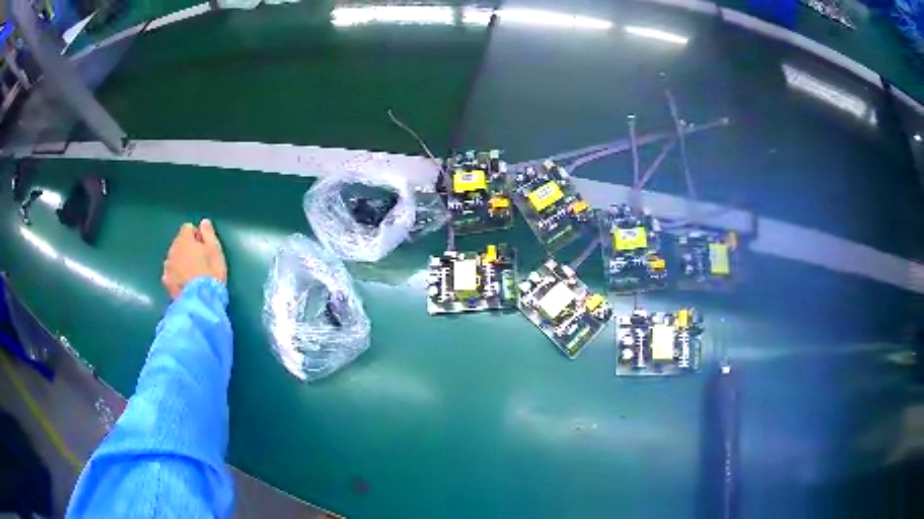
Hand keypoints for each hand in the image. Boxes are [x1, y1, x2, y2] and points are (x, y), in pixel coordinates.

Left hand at [162, 219, 226, 299]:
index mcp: (185, 239)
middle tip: (199, 262)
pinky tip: (185, 284)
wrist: (199, 301)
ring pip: (174, 259)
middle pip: (179, 243)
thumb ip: (208, 234)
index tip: (205, 247)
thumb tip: (204, 222)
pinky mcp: (166, 283)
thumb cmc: (210, 273)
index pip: (188, 228)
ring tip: (192, 275)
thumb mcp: (215, 251)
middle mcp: (172, 249)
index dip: (197, 236)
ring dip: (180, 262)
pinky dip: (176, 276)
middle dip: (187, 249)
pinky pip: (170, 274)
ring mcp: (167, 267)